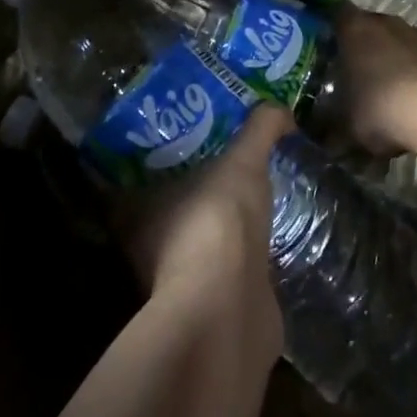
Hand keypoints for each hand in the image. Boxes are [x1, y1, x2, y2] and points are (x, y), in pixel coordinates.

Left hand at [114, 104, 288, 347]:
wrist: (230, 308)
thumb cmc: (218, 222)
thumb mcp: (242, 161)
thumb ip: (260, 129)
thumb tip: (280, 109)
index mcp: (135, 209)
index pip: (139, 175)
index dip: (163, 154)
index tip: (193, 136)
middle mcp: (147, 246)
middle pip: (168, 207)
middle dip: (195, 187)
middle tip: (228, 160)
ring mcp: (176, 281)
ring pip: (195, 240)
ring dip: (217, 224)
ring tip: (250, 195)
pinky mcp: (207, 306)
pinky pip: (221, 269)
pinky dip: (237, 255)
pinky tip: (260, 238)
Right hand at [332, 7, 416, 157]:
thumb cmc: (380, 107)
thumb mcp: (346, 124)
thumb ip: (333, 124)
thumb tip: (328, 138)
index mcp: (355, 29)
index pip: (336, 12)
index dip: (330, 25)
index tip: (324, 42)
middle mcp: (386, 23)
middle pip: (369, 25)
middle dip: (361, 44)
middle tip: (352, 69)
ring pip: (396, 40)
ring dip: (390, 57)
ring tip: (383, 86)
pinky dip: (413, 70)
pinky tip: (411, 96)